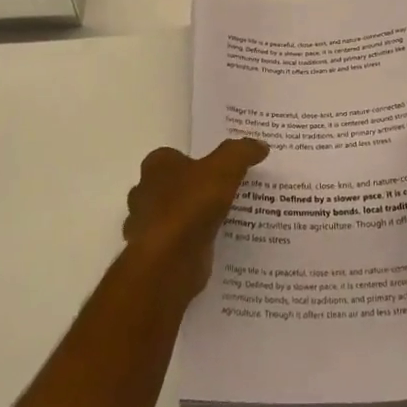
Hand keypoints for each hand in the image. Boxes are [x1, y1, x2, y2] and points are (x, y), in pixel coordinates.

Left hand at [123, 138, 268, 301]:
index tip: (217, 167)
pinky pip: (178, 243)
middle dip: (192, 189)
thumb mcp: (224, 169)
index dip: (194, 160)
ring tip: (225, 219)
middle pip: (172, 186)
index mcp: (156, 167)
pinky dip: (192, 243)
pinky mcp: (156, 255)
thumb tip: (260, 144)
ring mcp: (148, 227)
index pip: (173, 156)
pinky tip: (215, 244)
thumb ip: (241, 153)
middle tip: (225, 192)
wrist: (169, 261)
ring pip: (173, 216)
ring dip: (192, 218)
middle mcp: (145, 193)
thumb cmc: (191, 205)